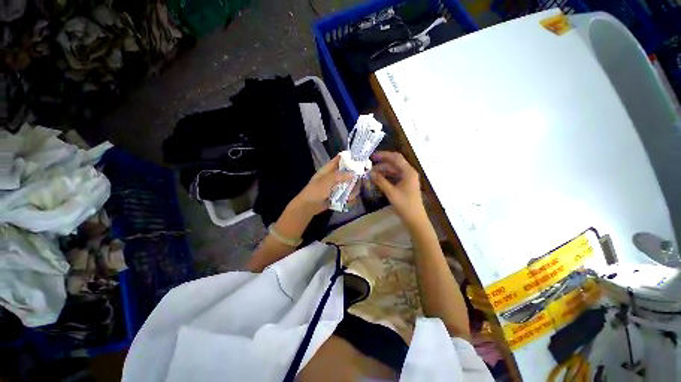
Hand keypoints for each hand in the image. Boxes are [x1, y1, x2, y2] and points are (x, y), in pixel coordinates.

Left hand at [293, 155, 353, 215]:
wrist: (309, 206)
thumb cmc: (316, 191)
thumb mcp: (326, 181)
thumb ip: (339, 176)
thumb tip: (353, 173)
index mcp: (327, 170)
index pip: (338, 160)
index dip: (347, 157)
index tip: (358, 157)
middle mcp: (332, 176)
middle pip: (345, 172)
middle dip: (353, 173)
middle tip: (363, 173)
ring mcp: (334, 186)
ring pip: (346, 183)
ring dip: (352, 185)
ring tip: (359, 186)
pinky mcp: (336, 195)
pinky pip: (345, 193)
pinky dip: (349, 194)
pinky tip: (352, 196)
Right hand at [370, 151, 426, 224]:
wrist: (415, 219)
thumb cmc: (404, 205)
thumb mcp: (391, 192)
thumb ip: (380, 181)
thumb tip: (370, 173)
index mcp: (408, 172)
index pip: (395, 158)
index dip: (383, 155)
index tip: (372, 157)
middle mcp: (408, 172)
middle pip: (394, 163)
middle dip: (381, 164)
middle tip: (369, 166)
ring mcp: (407, 178)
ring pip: (393, 170)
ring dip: (383, 171)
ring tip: (371, 174)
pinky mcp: (405, 184)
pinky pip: (394, 177)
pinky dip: (386, 177)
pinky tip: (378, 179)